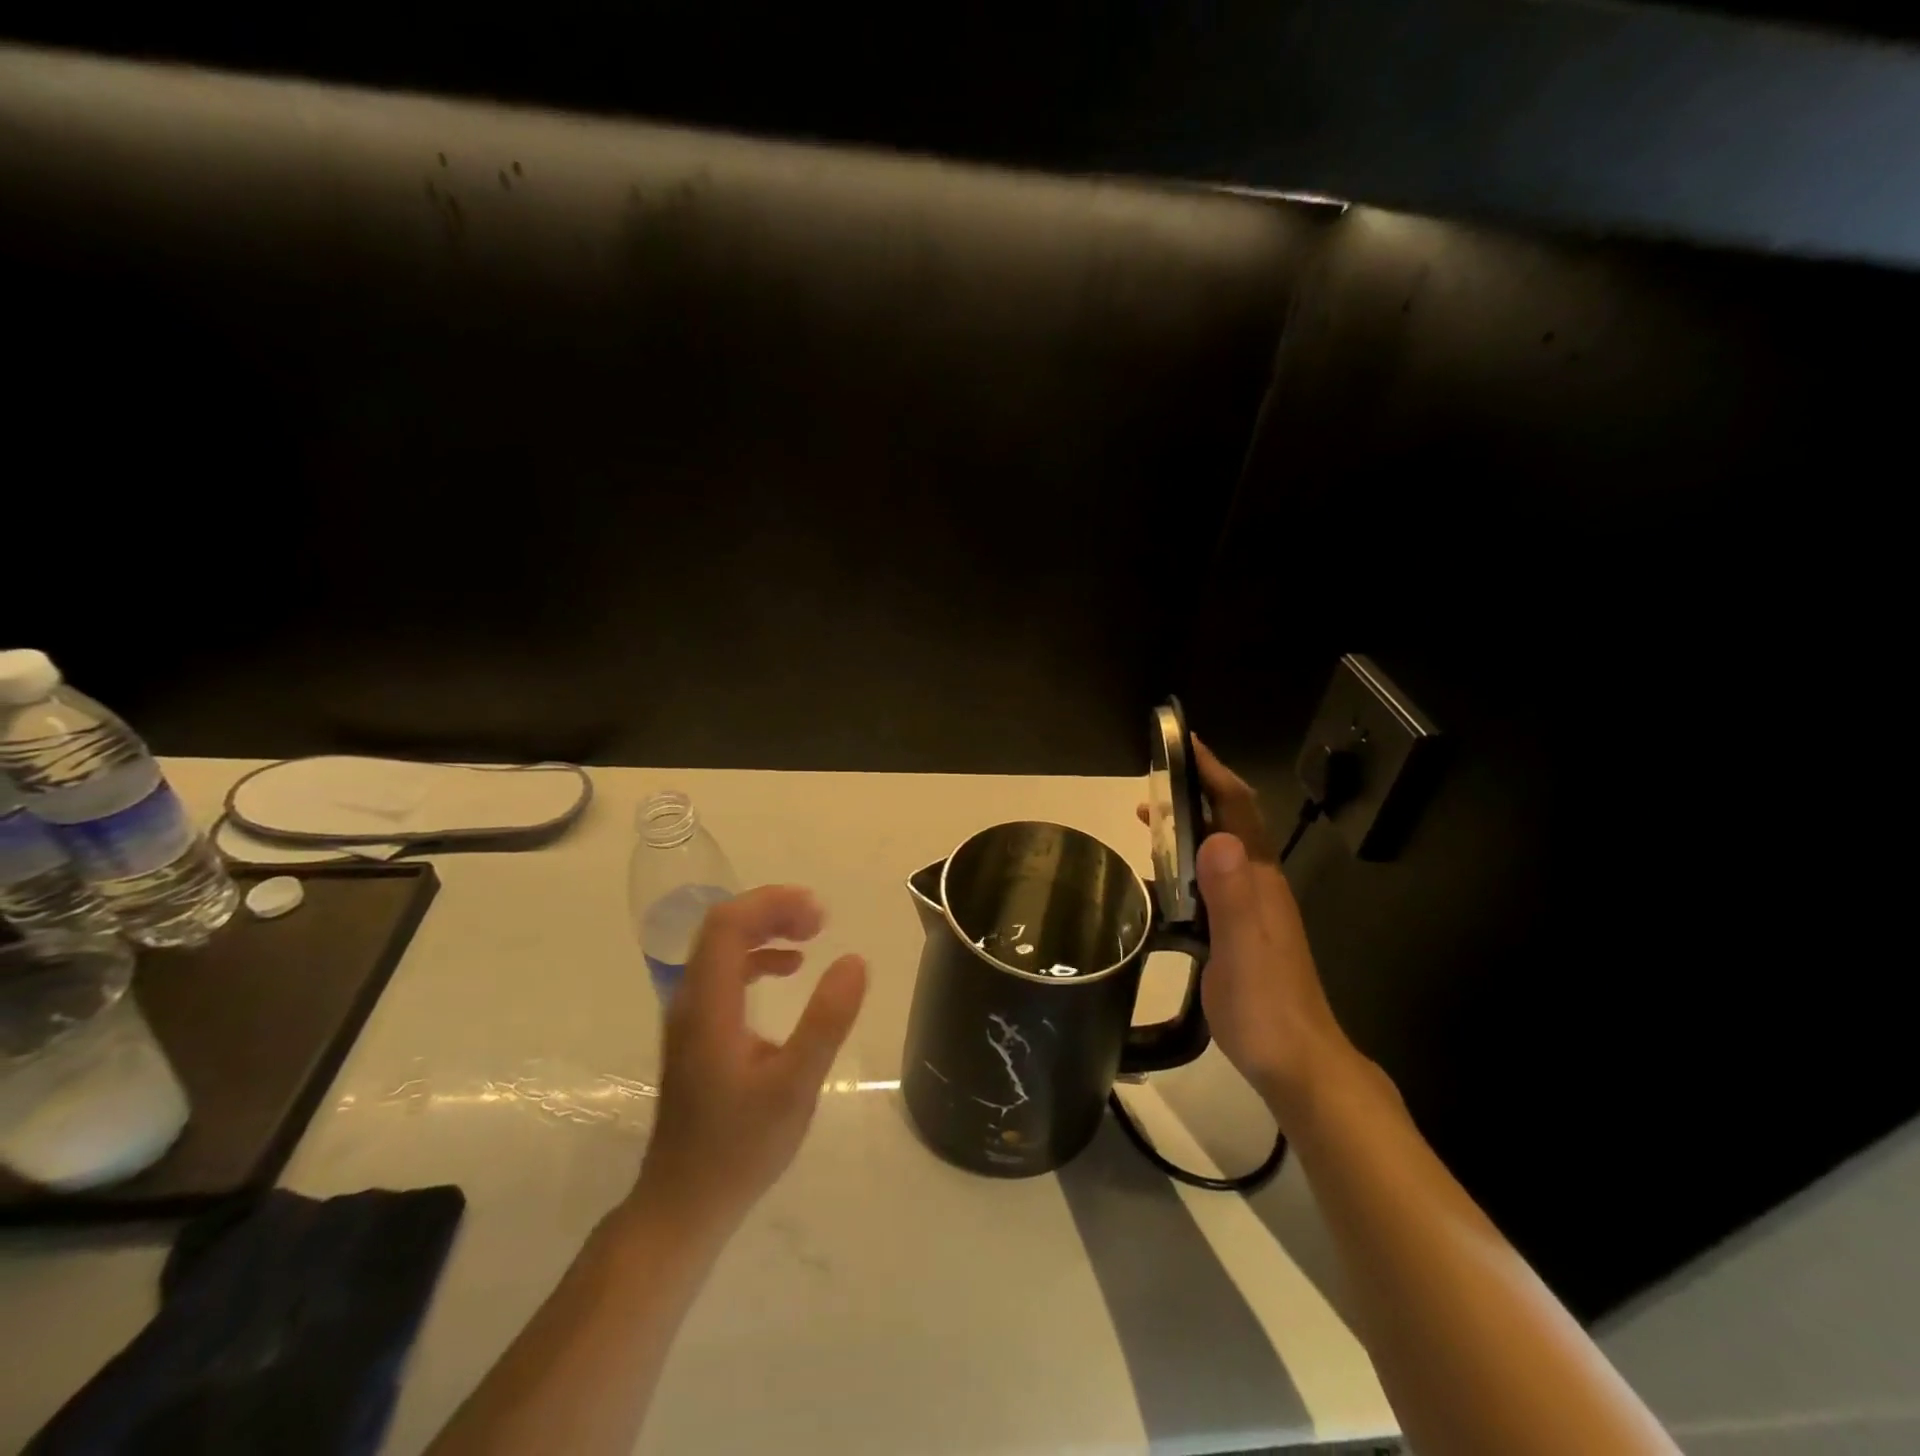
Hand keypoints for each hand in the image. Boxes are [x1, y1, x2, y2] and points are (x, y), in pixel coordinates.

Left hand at [631, 886, 867, 1236]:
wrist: (684, 1203)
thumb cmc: (741, 1147)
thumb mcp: (795, 1086)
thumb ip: (826, 1021)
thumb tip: (854, 960)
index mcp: (709, 1005)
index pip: (728, 924)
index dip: (772, 904)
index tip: (819, 914)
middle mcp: (691, 1000)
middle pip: (722, 927)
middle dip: (772, 910)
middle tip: (820, 921)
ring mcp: (690, 1016)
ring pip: (721, 947)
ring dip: (765, 930)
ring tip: (810, 936)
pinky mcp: (697, 1032)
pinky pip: (724, 972)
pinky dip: (758, 957)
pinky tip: (789, 971)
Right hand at [1142, 737, 1354, 1117]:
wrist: (1298, 1064)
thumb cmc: (1266, 1008)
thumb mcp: (1243, 951)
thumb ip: (1233, 895)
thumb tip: (1216, 836)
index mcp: (1259, 882)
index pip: (1238, 812)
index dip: (1214, 774)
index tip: (1186, 745)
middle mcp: (1259, 886)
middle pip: (1230, 823)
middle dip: (1195, 794)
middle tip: (1152, 784)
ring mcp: (1253, 909)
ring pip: (1220, 851)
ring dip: (1189, 827)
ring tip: (1148, 821)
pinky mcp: (1241, 931)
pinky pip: (1212, 880)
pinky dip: (1186, 863)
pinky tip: (1163, 881)